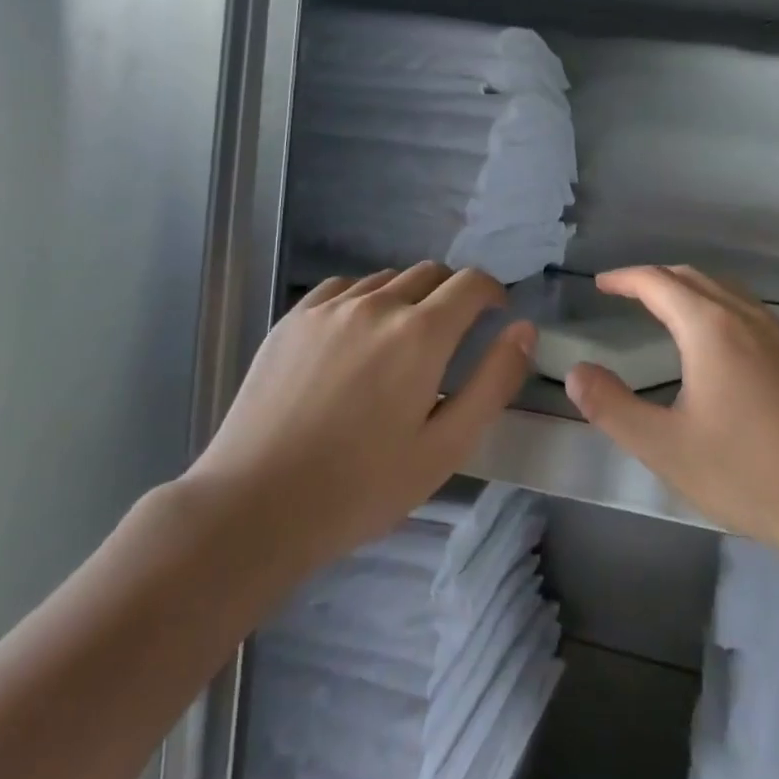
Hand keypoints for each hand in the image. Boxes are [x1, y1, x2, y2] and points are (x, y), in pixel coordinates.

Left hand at [184, 263, 533, 576]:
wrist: (255, 505)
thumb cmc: (362, 486)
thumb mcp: (446, 447)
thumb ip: (492, 382)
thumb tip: (523, 329)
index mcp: (421, 334)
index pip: (471, 283)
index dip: (493, 292)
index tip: (496, 314)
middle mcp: (377, 305)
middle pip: (431, 273)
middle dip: (454, 294)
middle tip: (454, 336)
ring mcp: (329, 308)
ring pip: (387, 279)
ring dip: (409, 297)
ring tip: (402, 341)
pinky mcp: (293, 319)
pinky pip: (343, 289)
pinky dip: (365, 300)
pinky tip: (356, 337)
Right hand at [564, 265, 778, 557]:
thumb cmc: (747, 473)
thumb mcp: (664, 447)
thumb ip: (612, 407)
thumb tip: (577, 373)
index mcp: (712, 329)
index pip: (659, 283)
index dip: (626, 278)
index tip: (601, 284)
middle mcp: (749, 319)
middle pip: (695, 278)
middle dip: (656, 278)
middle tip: (627, 293)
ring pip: (728, 291)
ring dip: (691, 290)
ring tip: (668, 311)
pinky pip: (752, 312)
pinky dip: (720, 307)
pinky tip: (721, 345)